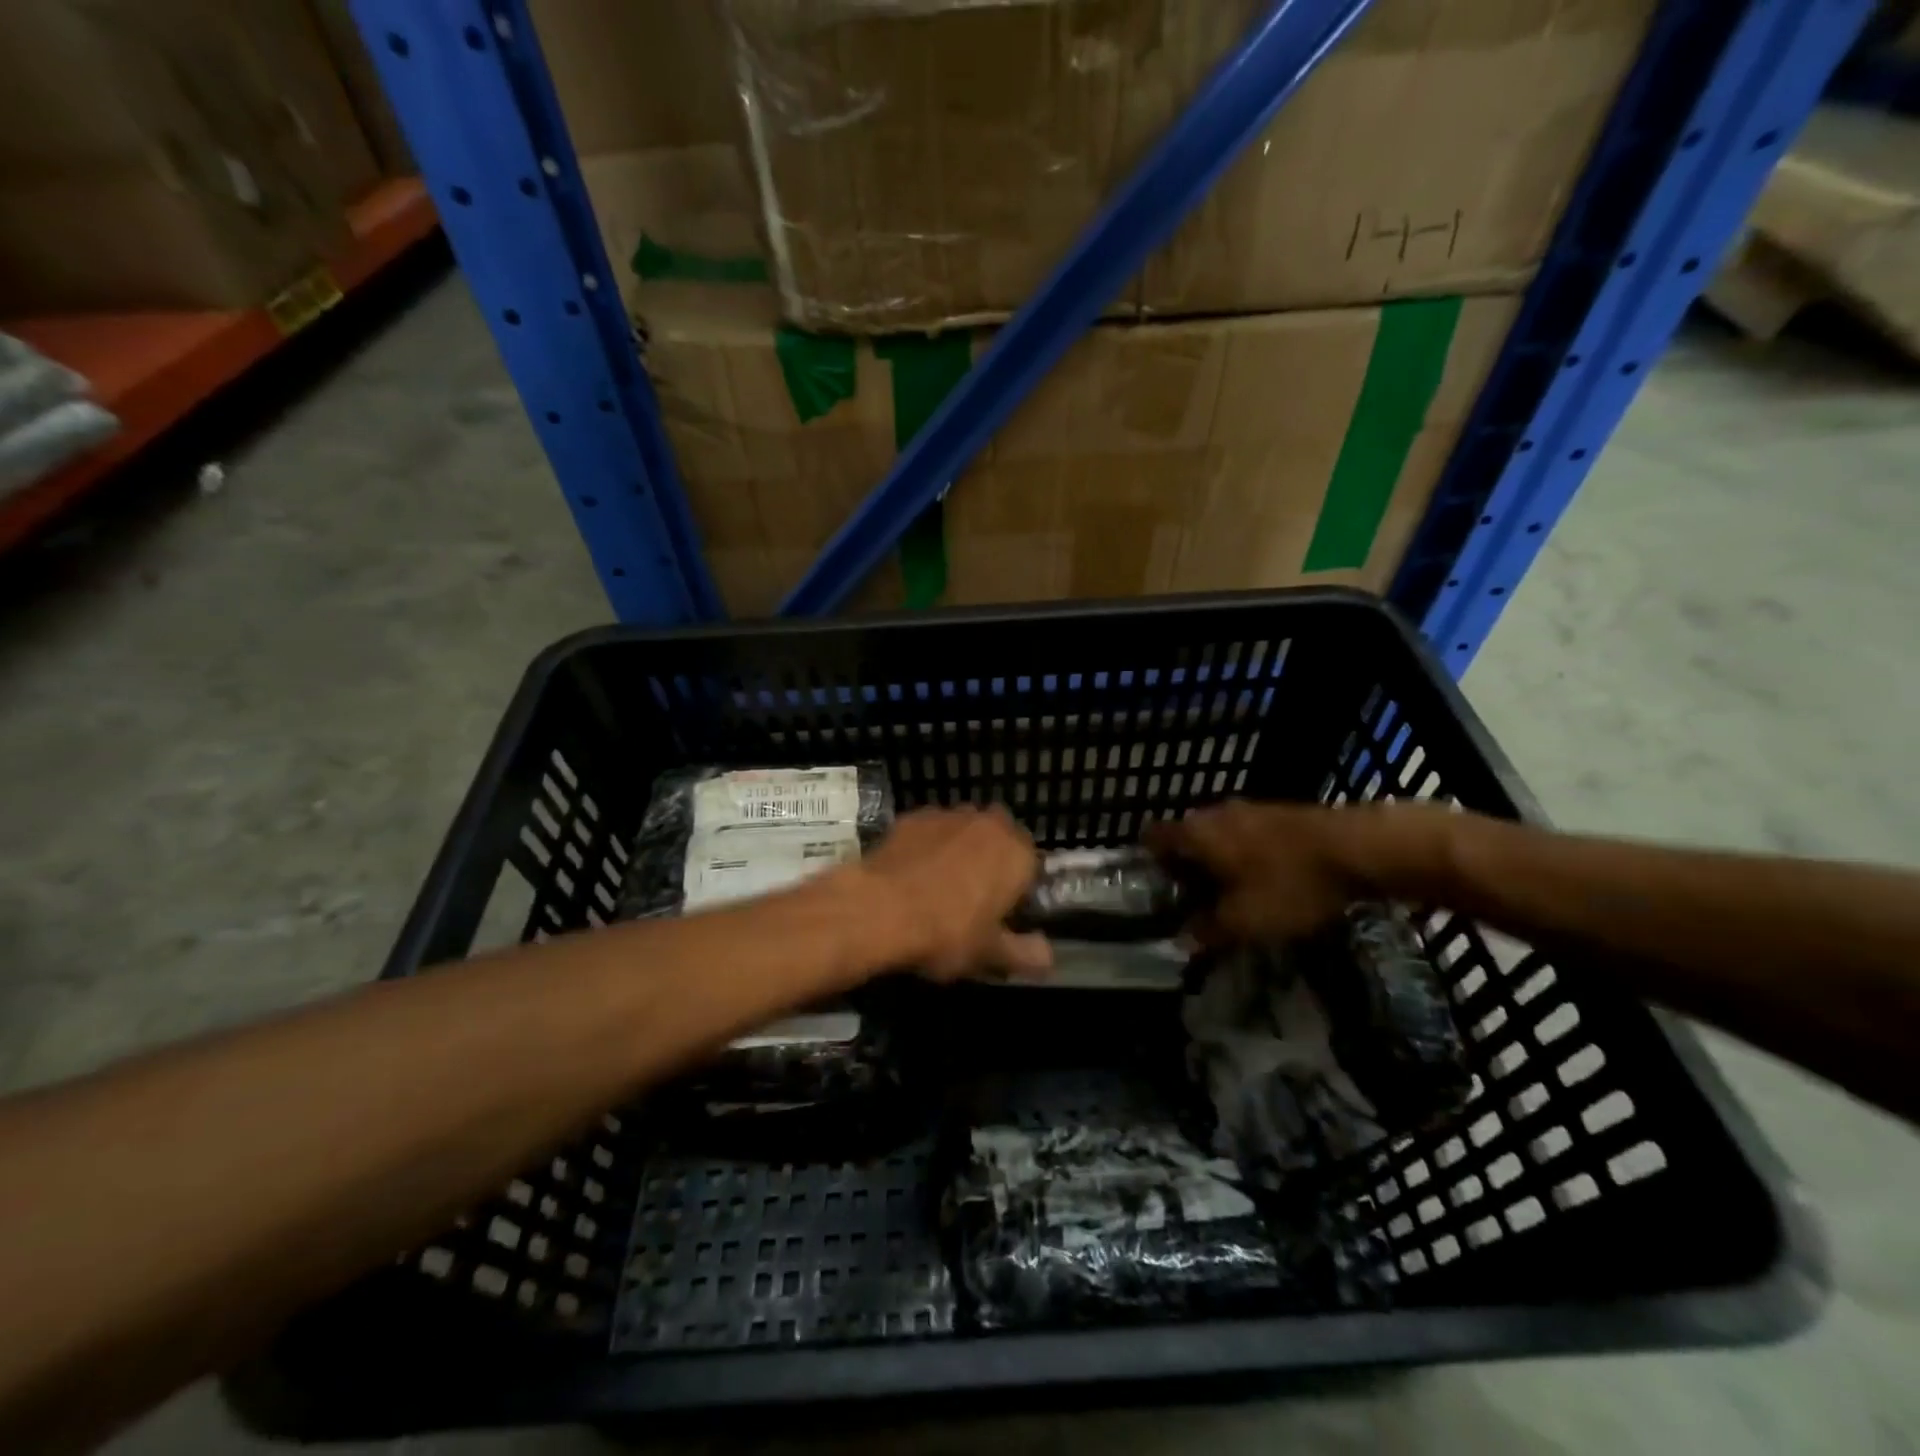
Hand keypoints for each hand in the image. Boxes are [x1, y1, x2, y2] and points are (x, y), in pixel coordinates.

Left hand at [856, 806, 1050, 980]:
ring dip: (958, 850)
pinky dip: (926, 847)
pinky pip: (929, 832)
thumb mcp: (990, 954)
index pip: (1031, 866)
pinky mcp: (912, 816)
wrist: (878, 909)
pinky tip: (911, 874)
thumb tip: (1048, 957)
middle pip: (997, 841)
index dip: (1018, 889)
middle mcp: (988, 823)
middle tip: (972, 900)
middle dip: (990, 863)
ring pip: (963, 832)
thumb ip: (1025, 953)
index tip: (1002, 913)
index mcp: (1017, 853)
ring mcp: (947, 815)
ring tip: (938, 887)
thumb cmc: (946, 932)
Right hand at [1146, 800, 1375, 945]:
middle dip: (1185, 868)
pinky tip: (1262, 883)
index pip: (1152, 838)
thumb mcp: (1244, 921)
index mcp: (1195, 833)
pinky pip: (1245, 836)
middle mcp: (1214, 813)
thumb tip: (1182, 940)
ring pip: (1217, 837)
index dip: (1148, 863)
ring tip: (1228, 897)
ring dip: (1217, 863)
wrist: (1358, 848)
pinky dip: (1244, 858)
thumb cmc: (1289, 883)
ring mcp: (1249, 810)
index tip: (1154, 891)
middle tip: (1191, 902)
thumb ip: (1207, 930)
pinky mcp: (1278, 815)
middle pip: (1184, 838)